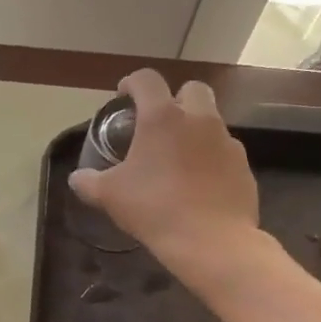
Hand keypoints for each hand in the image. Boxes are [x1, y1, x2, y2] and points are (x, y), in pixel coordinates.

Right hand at [68, 69, 262, 280]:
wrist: (212, 241)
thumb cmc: (154, 208)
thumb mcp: (109, 196)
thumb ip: (88, 181)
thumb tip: (76, 178)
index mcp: (162, 117)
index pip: (147, 80)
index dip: (132, 83)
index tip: (123, 97)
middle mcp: (199, 119)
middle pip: (191, 89)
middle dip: (174, 99)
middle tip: (158, 124)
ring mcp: (227, 141)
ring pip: (211, 120)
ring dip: (194, 129)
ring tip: (178, 158)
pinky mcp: (244, 166)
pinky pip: (224, 151)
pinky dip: (210, 158)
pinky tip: (198, 183)